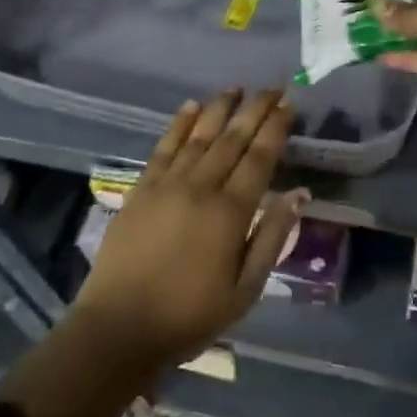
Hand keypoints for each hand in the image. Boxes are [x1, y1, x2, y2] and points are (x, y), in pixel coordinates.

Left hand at [70, 89, 306, 375]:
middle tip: (272, 86)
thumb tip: (298, 194)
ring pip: (200, 135)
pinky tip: (190, 107)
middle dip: (255, 109)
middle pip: (233, 138)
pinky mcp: (141, 190)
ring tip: (237, 88)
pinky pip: (164, 147)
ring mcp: (167, 185)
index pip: (260, 157)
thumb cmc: (189, 316)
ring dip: (220, 108)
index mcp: (231, 212)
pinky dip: (179, 124)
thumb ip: (273, 237)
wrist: (118, 330)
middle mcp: (201, 187)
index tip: (288, 103)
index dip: (275, 127)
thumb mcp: (245, 290)